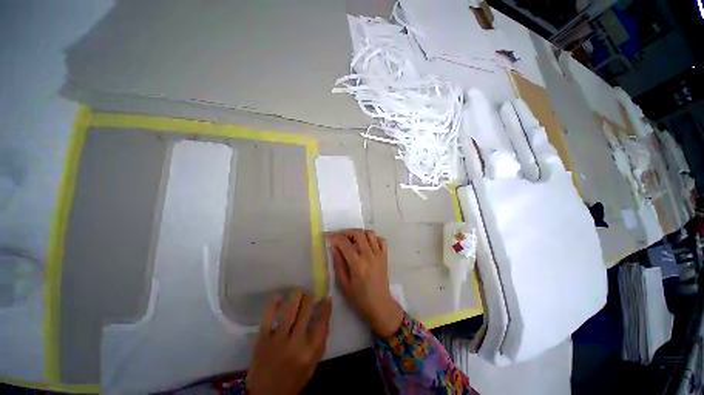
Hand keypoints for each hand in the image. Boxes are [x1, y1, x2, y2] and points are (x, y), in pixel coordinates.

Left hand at [246, 291, 331, 394]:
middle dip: (310, 297)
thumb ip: (320, 341)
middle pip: (306, 311)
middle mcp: (296, 344)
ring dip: (296, 296)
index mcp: (310, 352)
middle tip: (310, 293)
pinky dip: (273, 304)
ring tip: (299, 292)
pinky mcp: (262, 340)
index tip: (327, 298)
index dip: (326, 307)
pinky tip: (278, 297)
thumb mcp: (312, 365)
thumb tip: (324, 315)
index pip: (322, 322)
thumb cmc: (293, 380)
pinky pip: (268, 316)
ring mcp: (278, 340)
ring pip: (289, 309)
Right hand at [326, 229, 403, 336]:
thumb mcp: (344, 284)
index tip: (328, 235)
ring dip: (360, 233)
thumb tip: (333, 247)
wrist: (380, 306)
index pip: (344, 243)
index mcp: (357, 264)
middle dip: (347, 232)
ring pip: (370, 234)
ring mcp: (379, 254)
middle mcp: (369, 255)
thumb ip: (338, 264)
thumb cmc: (359, 298)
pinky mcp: (385, 256)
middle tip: (340, 238)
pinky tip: (367, 243)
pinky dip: (373, 238)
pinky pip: (381, 240)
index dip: (334, 237)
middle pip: (358, 234)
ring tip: (353, 239)